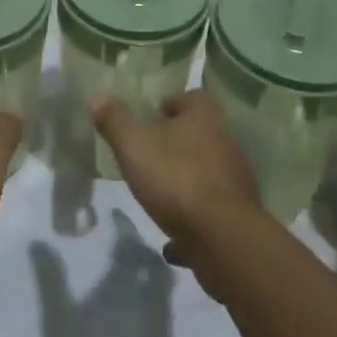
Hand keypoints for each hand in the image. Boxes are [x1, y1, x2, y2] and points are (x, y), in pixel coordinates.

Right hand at [31, 211, 173, 336]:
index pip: (128, 244)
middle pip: (153, 261)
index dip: (124, 227)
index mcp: (123, 285)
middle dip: (142, 247)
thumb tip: (39, 240)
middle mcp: (149, 297)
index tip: (117, 215)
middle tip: (126, 242)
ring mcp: (163, 323)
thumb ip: (51, 280)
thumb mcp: (59, 321)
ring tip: (135, 270)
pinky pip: (165, 308)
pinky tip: (142, 306)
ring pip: (163, 285)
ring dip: (152, 271)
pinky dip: (156, 297)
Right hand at [90, 92, 259, 283]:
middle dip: (178, 144)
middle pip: (202, 135)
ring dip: (187, 181)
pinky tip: (174, 238)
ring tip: (160, 197)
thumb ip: (115, 120)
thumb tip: (97, 98)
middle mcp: (227, 144)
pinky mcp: (240, 216)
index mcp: (205, 119)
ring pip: (208, 173)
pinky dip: (195, 219)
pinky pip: (213, 211)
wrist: (222, 238)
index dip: (173, 105)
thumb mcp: (133, 145)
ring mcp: (237, 181)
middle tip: (151, 156)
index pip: (194, 98)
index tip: (153, 119)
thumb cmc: (175, 178)